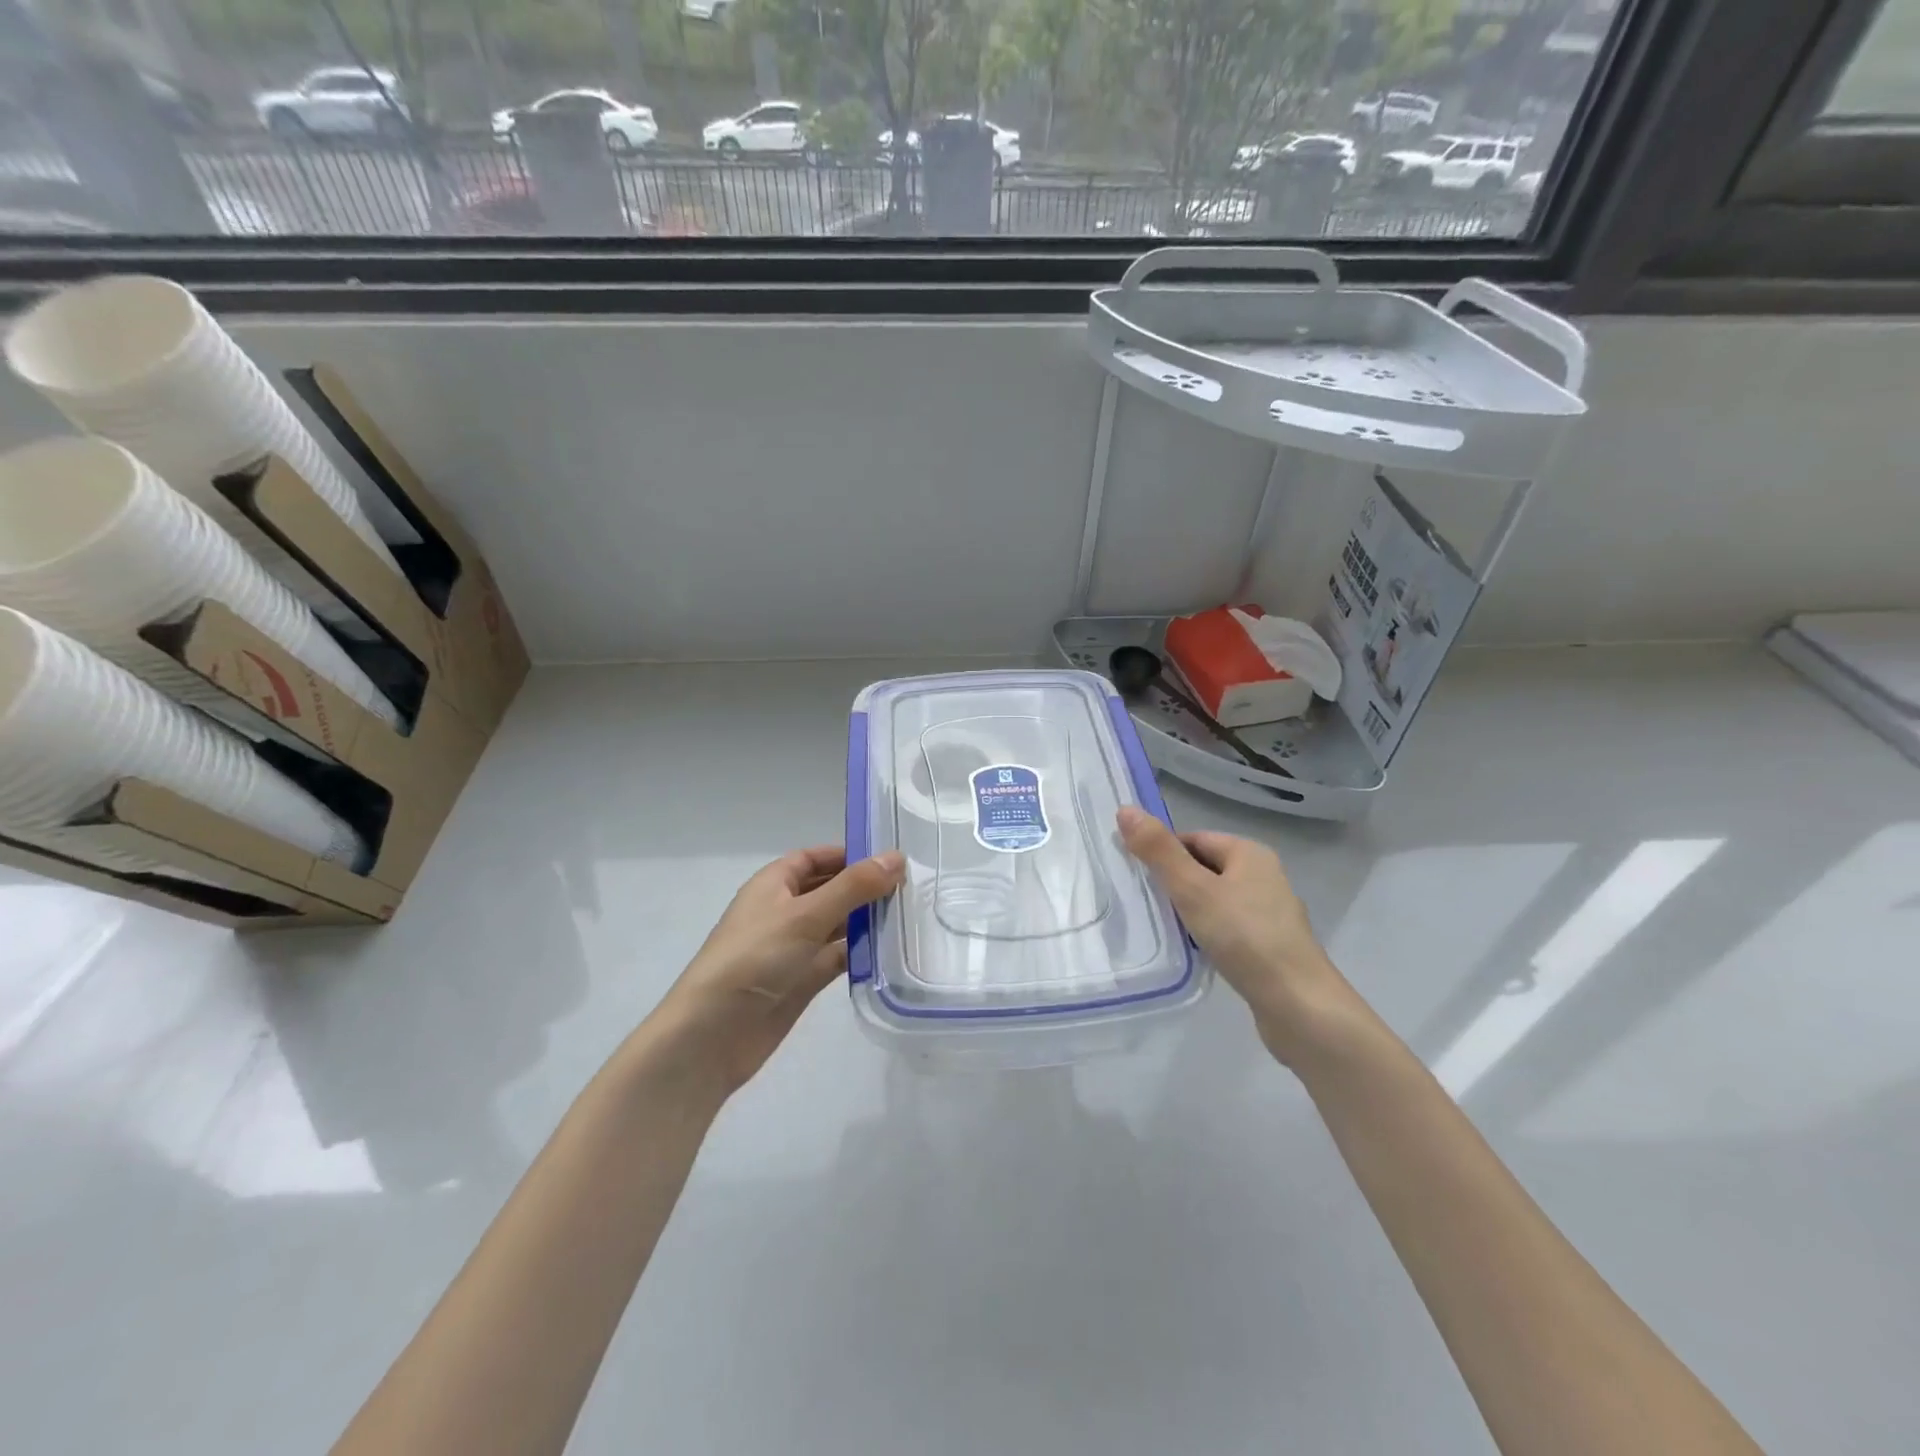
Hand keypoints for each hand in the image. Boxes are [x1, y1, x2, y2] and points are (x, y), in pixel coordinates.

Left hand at [656, 845, 903, 1095]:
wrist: (712, 1035)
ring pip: (837, 925)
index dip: (848, 854)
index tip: (890, 858)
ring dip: (867, 920)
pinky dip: (861, 953)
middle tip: (913, 887)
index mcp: (774, 884)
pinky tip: (893, 951)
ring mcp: (793, 948)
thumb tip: (896, 857)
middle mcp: (784, 912)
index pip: (814, 858)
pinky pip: (838, 958)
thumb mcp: (806, 915)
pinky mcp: (803, 981)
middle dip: (864, 888)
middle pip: (829, 890)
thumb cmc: (754, 958)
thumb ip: (853, 886)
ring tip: (912, 916)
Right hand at [1117, 807, 1355, 1062]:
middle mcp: (1263, 876)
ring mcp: (1269, 913)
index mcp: (1249, 853)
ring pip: (1214, 900)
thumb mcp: (1193, 889)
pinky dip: (1206, 934)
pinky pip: (1227, 927)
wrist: (1299, 1006)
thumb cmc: (1244, 937)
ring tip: (1161, 928)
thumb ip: (1158, 851)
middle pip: (1203, 868)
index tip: (1134, 875)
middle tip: (1142, 902)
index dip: (1161, 853)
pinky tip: (1191, 951)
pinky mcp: (1268, 945)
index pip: (1193, 839)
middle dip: (1173, 883)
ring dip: (1188, 911)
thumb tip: (1125, 809)